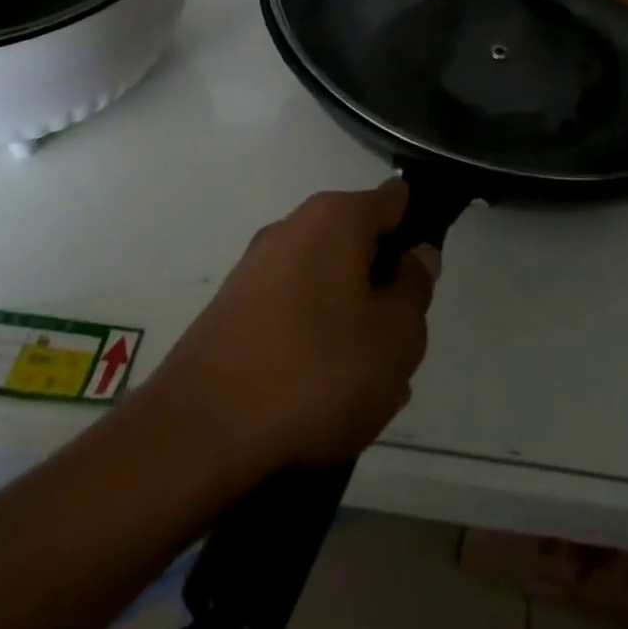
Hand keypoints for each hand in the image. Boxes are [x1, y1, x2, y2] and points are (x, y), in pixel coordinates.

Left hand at [144, 180, 437, 472]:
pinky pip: (292, 310)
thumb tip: (417, 255)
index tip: (423, 278)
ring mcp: (257, 265)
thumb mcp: (396, 337)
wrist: (203, 429)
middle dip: (382, 288)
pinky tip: (317, 398)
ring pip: (326, 284)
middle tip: (395, 347)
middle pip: (358, 245)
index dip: (417, 230)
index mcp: (336, 218)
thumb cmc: (318, 371)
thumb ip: (415, 288)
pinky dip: (311, 340)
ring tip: (360, 388)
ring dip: (350, 322)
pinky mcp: (233, 305)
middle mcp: (294, 226)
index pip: (394, 199)